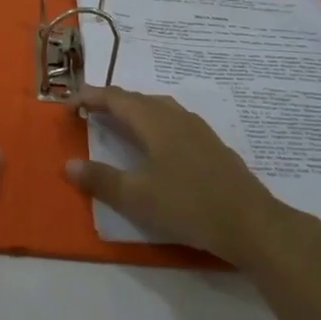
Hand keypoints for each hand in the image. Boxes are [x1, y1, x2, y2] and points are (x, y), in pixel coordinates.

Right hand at [69, 87, 320, 319]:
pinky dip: (154, 122)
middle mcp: (175, 116)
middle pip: (137, 99)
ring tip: (120, 123)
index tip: (68, 104)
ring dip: (135, 110)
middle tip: (90, 111)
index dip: (90, 97)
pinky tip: (159, 144)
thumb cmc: (188, 205)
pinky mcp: (212, 145)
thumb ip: (102, 180)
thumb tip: (69, 165)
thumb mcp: (137, 197)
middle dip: (111, 101)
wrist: (252, 222)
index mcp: (154, 121)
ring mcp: (197, 129)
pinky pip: (174, 120)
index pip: (115, 98)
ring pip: (159, 108)